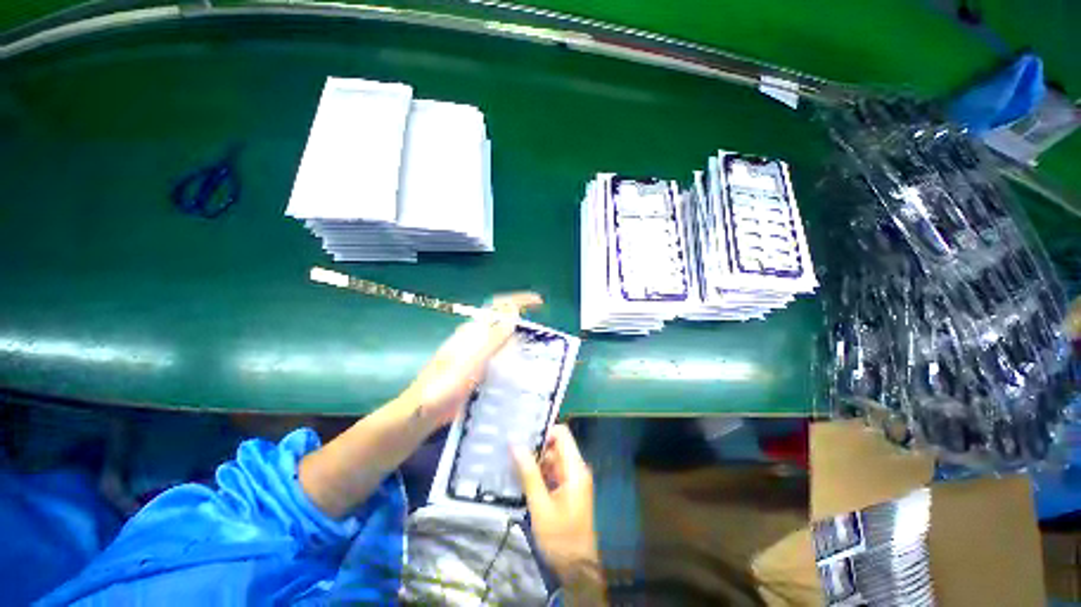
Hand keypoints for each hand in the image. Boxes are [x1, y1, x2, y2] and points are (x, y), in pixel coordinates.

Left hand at [398, 292, 542, 429]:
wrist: (424, 410)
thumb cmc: (447, 383)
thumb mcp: (473, 360)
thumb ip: (493, 337)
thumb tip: (513, 312)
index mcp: (474, 330)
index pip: (499, 306)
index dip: (519, 300)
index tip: (539, 303)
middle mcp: (475, 337)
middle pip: (503, 321)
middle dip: (523, 321)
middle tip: (543, 333)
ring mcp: (475, 353)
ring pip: (502, 339)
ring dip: (519, 340)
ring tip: (538, 351)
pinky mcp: (476, 368)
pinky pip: (499, 356)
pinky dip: (512, 357)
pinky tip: (521, 370)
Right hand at [512, 425, 603, 596]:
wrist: (577, 569)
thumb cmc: (560, 538)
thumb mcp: (541, 506)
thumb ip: (529, 474)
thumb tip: (516, 444)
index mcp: (575, 468)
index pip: (562, 434)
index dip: (544, 431)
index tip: (523, 435)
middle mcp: (576, 469)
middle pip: (556, 446)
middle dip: (535, 446)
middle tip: (511, 448)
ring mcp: (573, 479)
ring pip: (552, 459)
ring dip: (535, 460)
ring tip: (511, 459)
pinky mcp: (568, 489)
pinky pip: (552, 472)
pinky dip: (538, 472)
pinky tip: (520, 475)